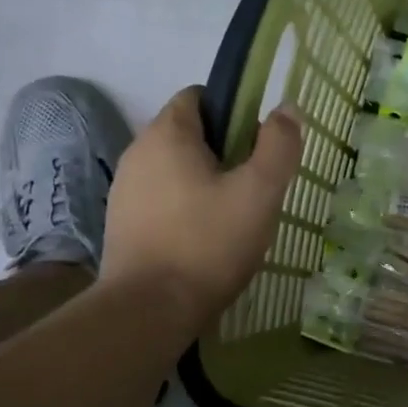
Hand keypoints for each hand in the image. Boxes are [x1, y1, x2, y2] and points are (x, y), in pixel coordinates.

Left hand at [100, 88, 302, 331]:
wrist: (148, 311)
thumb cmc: (208, 243)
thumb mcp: (259, 193)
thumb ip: (278, 145)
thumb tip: (286, 108)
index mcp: (167, 134)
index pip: (199, 96)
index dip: (234, 111)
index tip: (258, 144)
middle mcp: (138, 153)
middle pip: (188, 135)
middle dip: (224, 152)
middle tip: (254, 186)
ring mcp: (124, 190)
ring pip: (175, 170)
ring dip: (204, 183)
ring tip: (233, 218)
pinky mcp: (121, 224)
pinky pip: (161, 201)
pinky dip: (185, 209)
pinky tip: (204, 240)